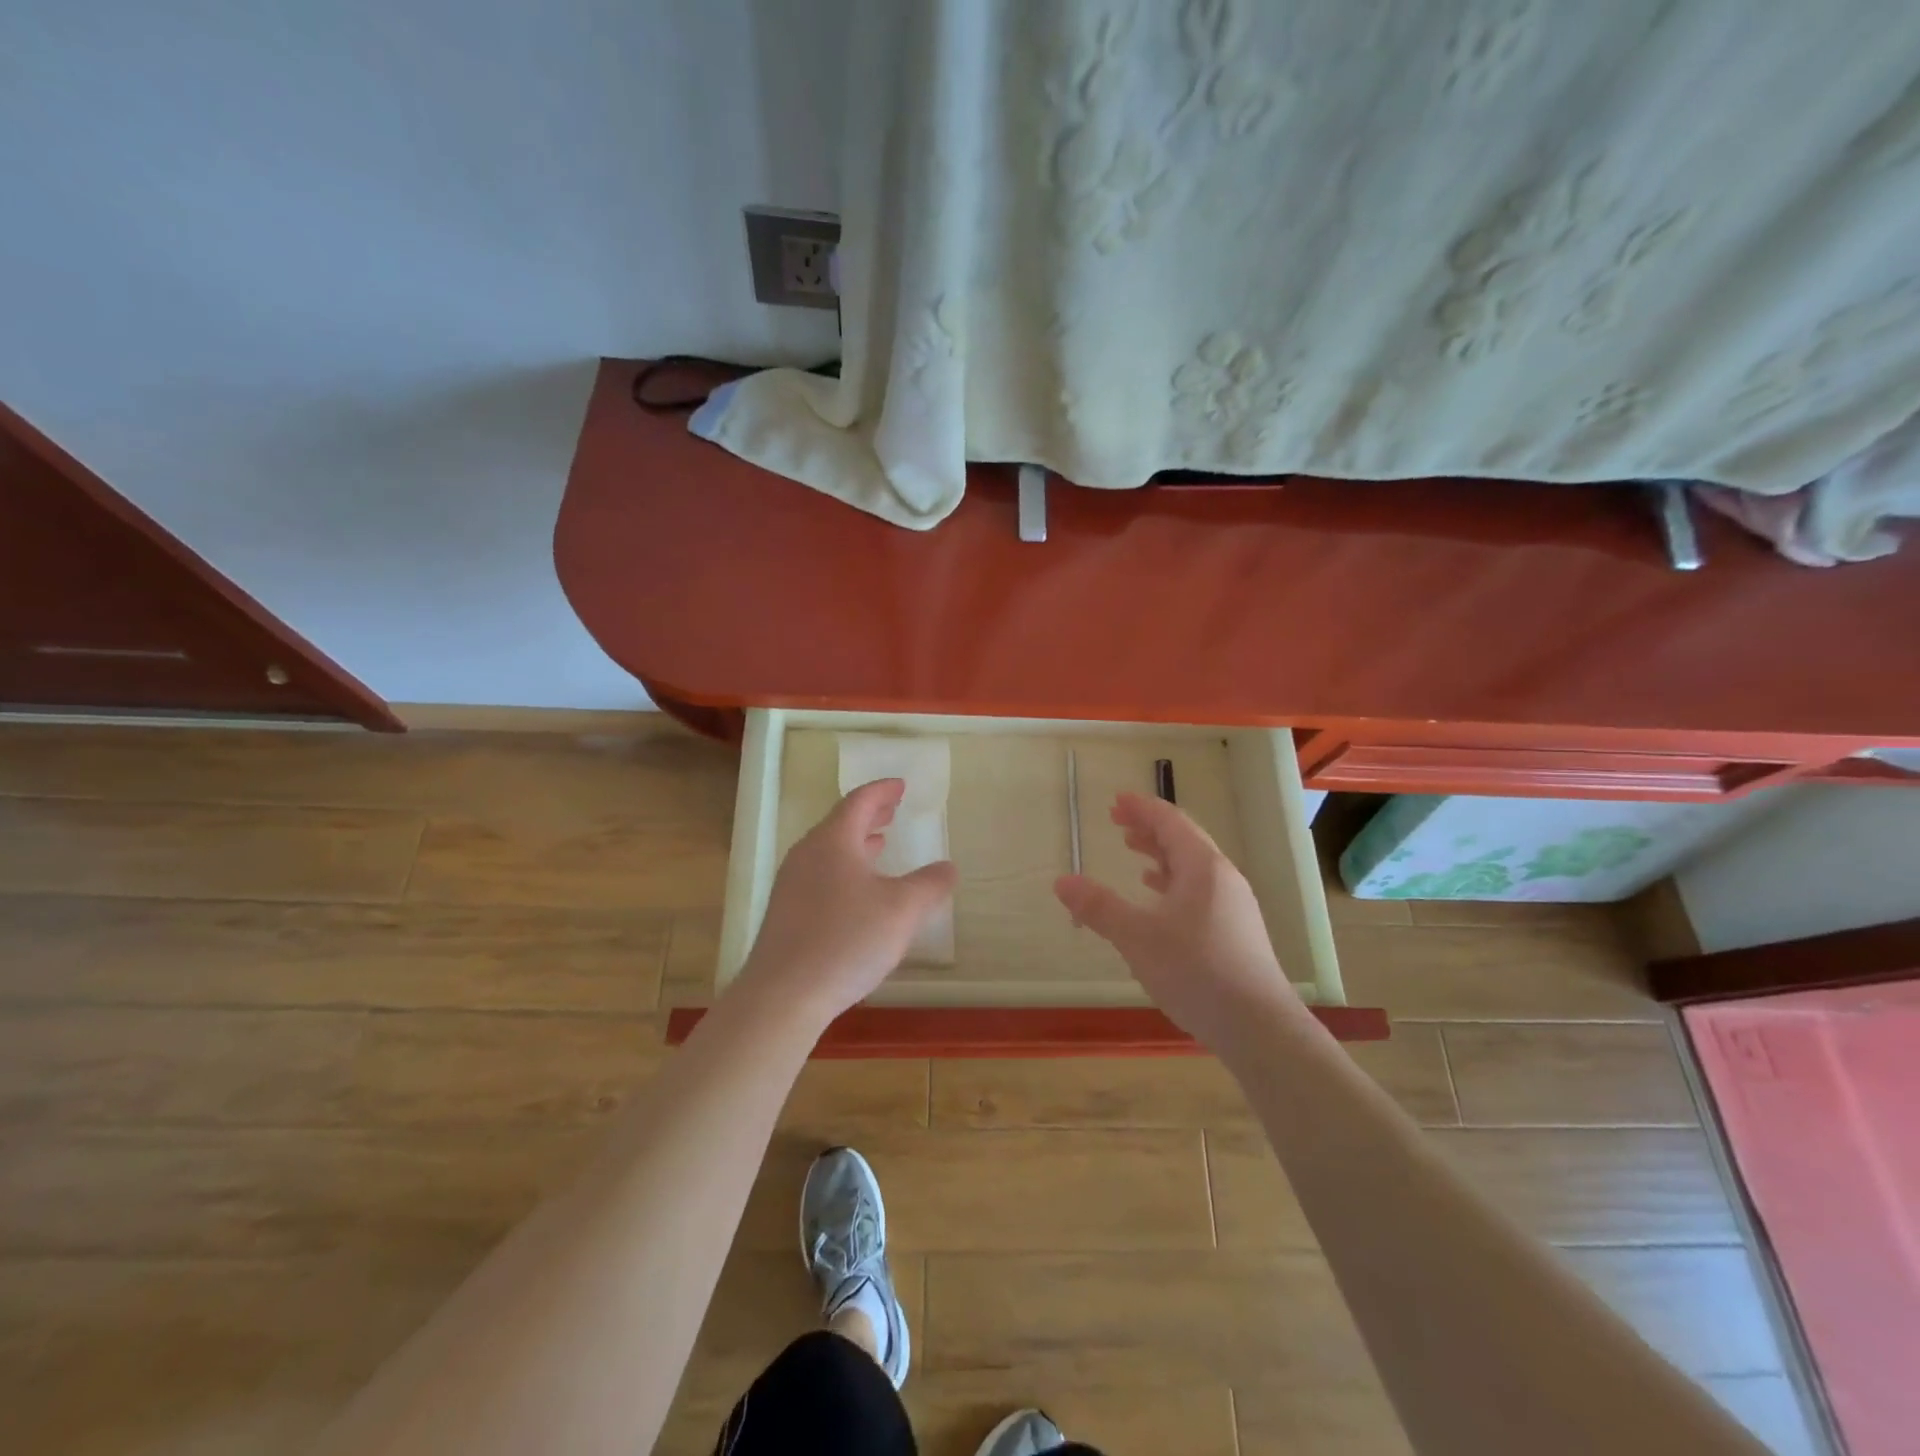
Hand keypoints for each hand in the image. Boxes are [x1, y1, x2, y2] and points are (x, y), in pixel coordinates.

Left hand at [735, 778, 957, 1026]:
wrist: (783, 995)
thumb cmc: (846, 940)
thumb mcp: (902, 910)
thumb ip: (929, 885)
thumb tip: (948, 867)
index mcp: (833, 841)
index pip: (859, 802)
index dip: (882, 791)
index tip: (901, 786)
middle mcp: (807, 855)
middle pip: (840, 823)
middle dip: (870, 814)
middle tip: (893, 809)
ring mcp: (791, 885)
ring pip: (829, 850)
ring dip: (856, 843)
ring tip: (879, 844)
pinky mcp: (786, 914)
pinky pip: (820, 874)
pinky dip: (844, 868)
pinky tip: (857, 892)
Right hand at [1054, 792, 1302, 1056]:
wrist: (1258, 1027)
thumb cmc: (1196, 971)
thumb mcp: (1137, 937)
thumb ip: (1098, 907)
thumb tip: (1061, 881)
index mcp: (1202, 867)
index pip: (1170, 821)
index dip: (1141, 808)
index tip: (1116, 800)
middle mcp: (1222, 878)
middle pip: (1183, 839)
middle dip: (1149, 827)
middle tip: (1117, 822)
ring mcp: (1233, 905)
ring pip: (1192, 866)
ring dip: (1161, 854)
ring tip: (1133, 851)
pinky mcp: (1235, 931)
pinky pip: (1199, 889)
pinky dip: (1173, 882)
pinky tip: (1158, 897)